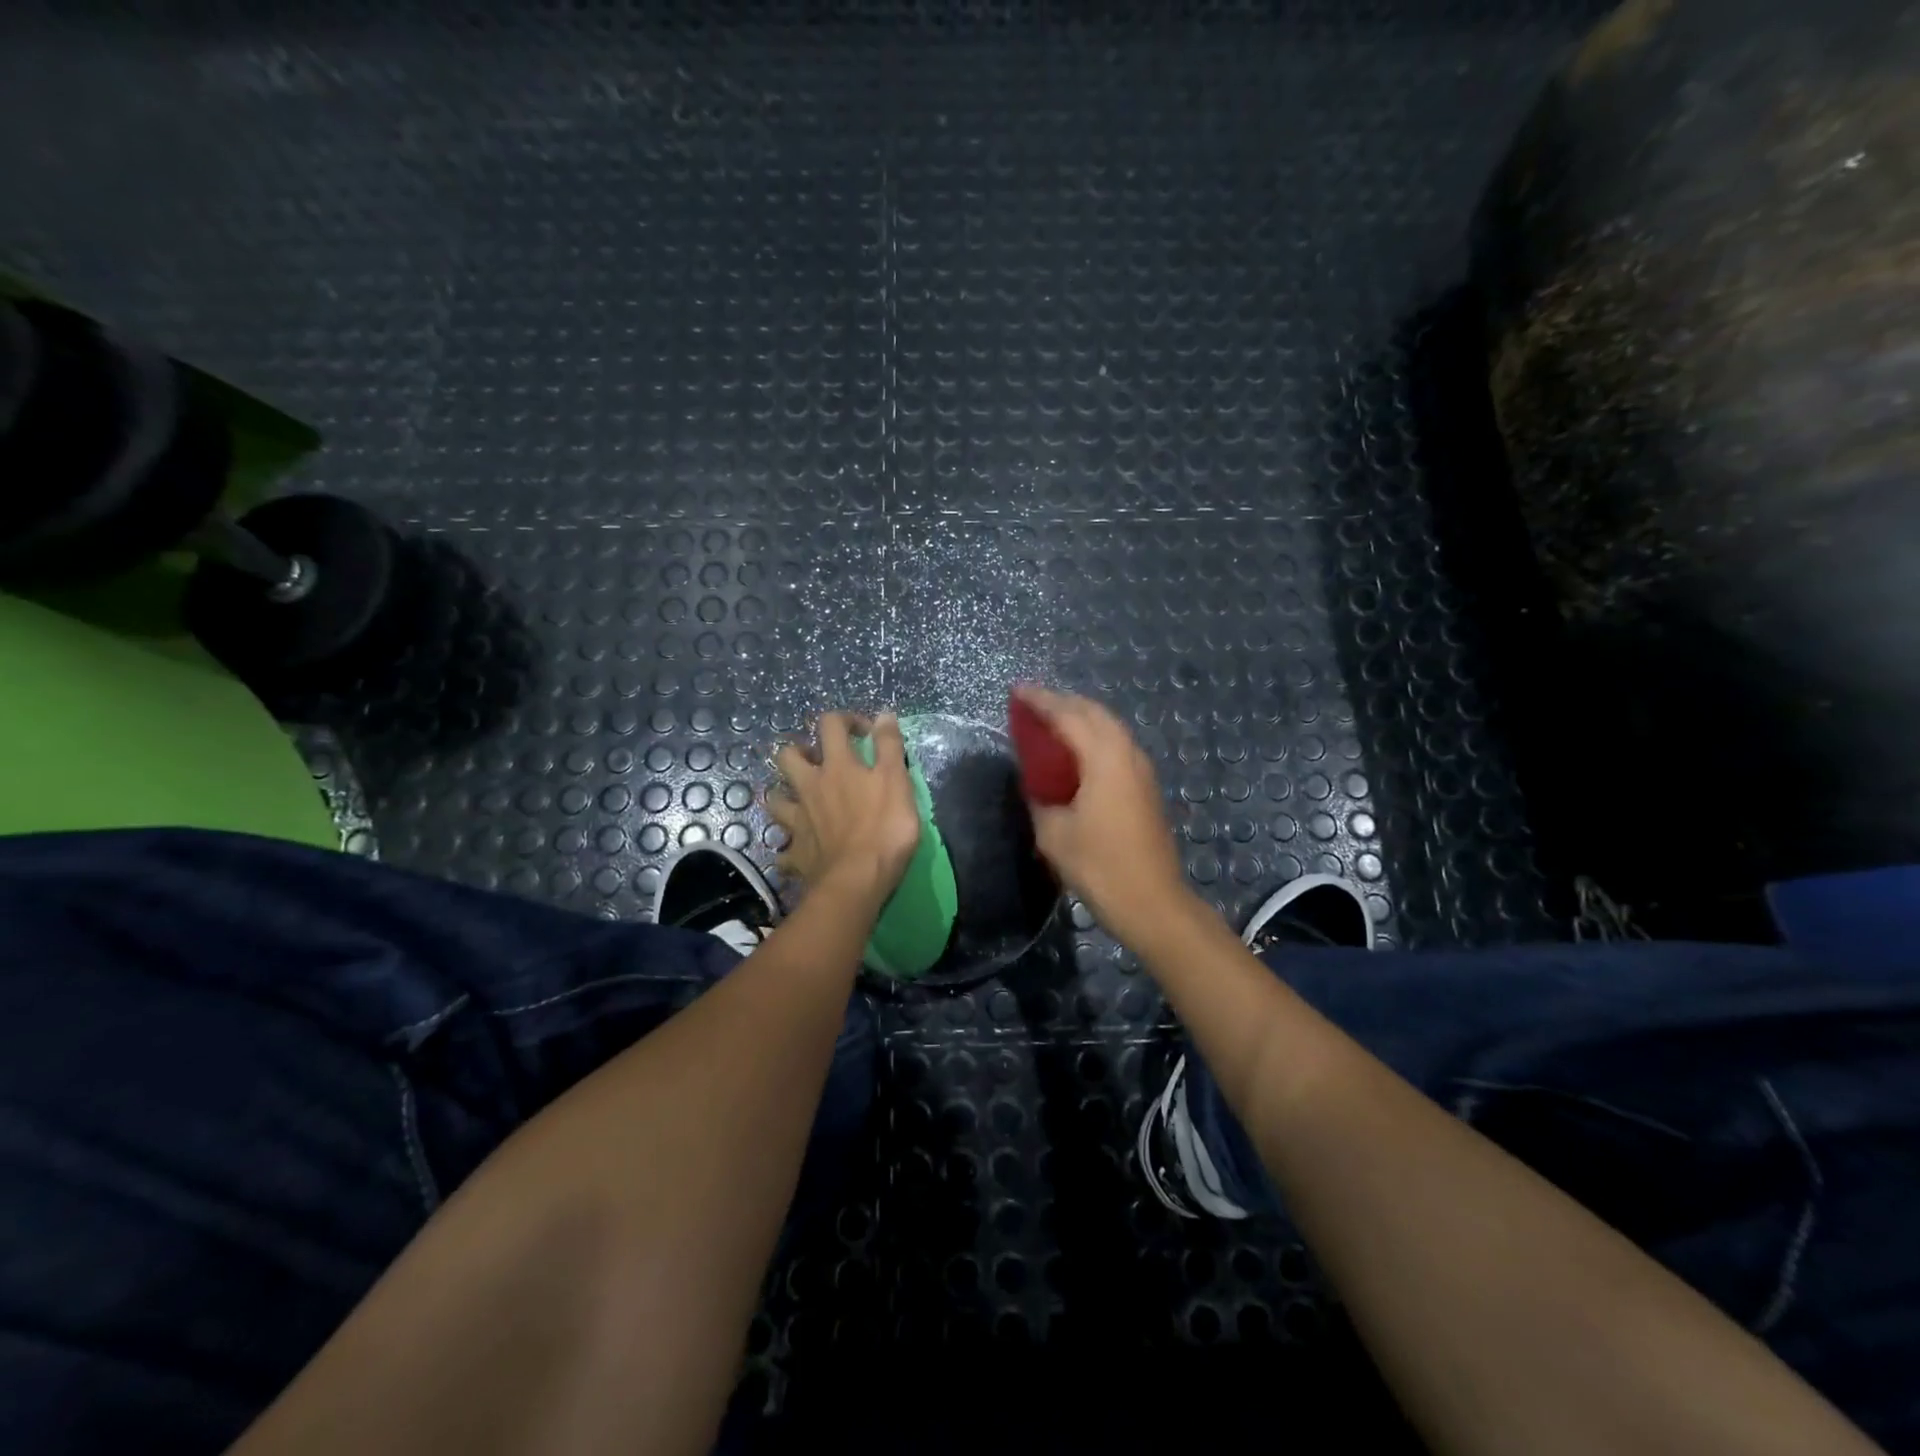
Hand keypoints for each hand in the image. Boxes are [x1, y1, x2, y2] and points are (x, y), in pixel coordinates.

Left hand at [767, 712, 920, 903]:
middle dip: (799, 751)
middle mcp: (810, 787)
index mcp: (837, 767)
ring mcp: (798, 821)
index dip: (845, 719)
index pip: (831, 725)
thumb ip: (889, 747)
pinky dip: (788, 849)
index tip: (864, 732)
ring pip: (775, 799)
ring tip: (801, 802)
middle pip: (787, 757)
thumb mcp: (897, 781)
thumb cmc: (884, 828)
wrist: (857, 880)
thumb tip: (884, 715)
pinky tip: (797, 852)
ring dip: (784, 796)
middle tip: (820, 761)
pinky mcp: (796, 853)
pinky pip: (783, 850)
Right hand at [1012, 685, 1192, 944]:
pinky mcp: (1146, 787)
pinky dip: (1093, 736)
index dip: (1041, 702)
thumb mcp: (1054, 834)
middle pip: (1094, 713)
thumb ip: (1040, 799)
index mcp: (1104, 759)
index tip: (1017, 691)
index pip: (1068, 716)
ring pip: (1110, 727)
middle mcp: (1127, 754)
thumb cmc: (1099, 867)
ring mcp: (1141, 770)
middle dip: (1063, 702)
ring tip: (1052, 721)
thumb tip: (1037, 784)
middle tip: (1032, 704)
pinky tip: (1077, 751)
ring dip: (1081, 717)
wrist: (1152, 902)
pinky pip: (1116, 745)